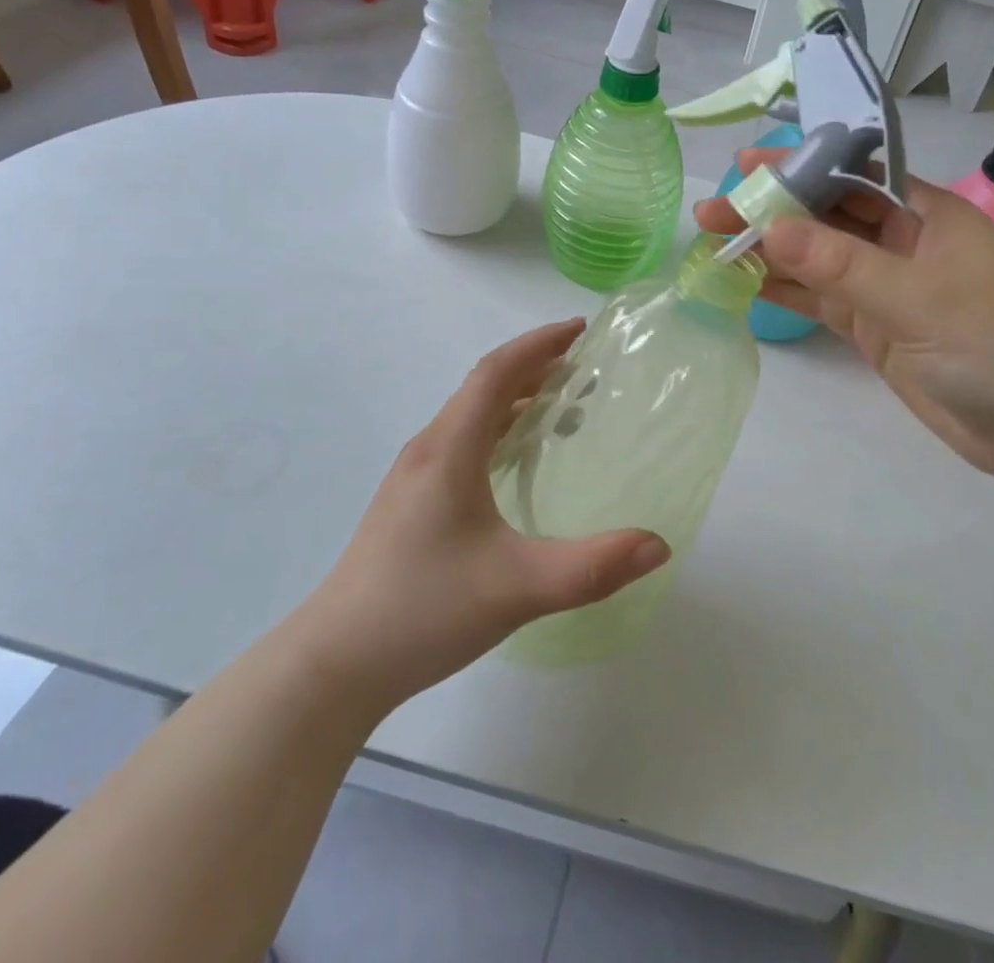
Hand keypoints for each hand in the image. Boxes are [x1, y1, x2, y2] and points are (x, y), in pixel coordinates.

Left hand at [309, 321, 669, 706]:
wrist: (334, 663)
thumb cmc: (423, 611)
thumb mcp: (518, 588)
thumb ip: (592, 567)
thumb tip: (659, 545)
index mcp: (449, 450)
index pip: (495, 372)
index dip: (538, 344)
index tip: (580, 330)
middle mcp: (428, 450)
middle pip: (483, 387)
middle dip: (534, 367)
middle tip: (583, 368)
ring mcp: (413, 476)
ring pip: (470, 415)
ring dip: (516, 399)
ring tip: (562, 410)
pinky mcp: (410, 502)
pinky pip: (462, 442)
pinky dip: (498, 430)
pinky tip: (516, 462)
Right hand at [696, 150, 993, 484]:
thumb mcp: (918, 297)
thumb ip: (841, 264)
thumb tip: (770, 227)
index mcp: (925, 214)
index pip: (852, 176)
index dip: (799, 166)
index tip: (746, 165)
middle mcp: (902, 242)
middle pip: (826, 217)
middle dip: (771, 211)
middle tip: (712, 213)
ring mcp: (885, 288)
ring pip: (816, 260)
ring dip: (769, 252)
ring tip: (714, 245)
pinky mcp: (874, 328)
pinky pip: (821, 300)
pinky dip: (785, 291)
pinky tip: (744, 282)